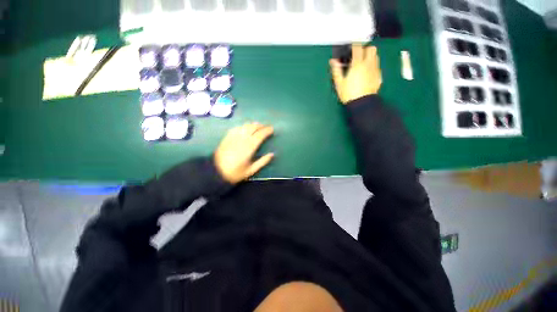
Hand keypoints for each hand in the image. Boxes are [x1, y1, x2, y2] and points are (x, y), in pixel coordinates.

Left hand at [214, 123, 274, 183]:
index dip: (267, 130)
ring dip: (253, 124)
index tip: (272, 129)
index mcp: (249, 147)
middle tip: (266, 127)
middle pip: (253, 127)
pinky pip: (237, 127)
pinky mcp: (227, 137)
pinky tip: (245, 127)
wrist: (216, 171)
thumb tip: (272, 154)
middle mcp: (242, 139)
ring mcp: (234, 136)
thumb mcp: (251, 170)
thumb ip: (263, 161)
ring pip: (245, 126)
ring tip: (258, 126)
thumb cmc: (235, 173)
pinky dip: (243, 126)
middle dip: (261, 126)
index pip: (260, 134)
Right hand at [329, 44, 381, 103]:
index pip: (358, 48)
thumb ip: (336, 70)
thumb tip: (332, 61)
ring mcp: (375, 70)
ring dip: (370, 56)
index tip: (351, 47)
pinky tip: (367, 73)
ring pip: (376, 56)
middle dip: (365, 49)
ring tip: (363, 63)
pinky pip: (377, 66)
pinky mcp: (379, 76)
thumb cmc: (348, 93)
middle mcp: (368, 64)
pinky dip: (373, 66)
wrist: (361, 103)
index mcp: (357, 64)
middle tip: (359, 55)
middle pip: (371, 48)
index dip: (354, 45)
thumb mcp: (339, 83)